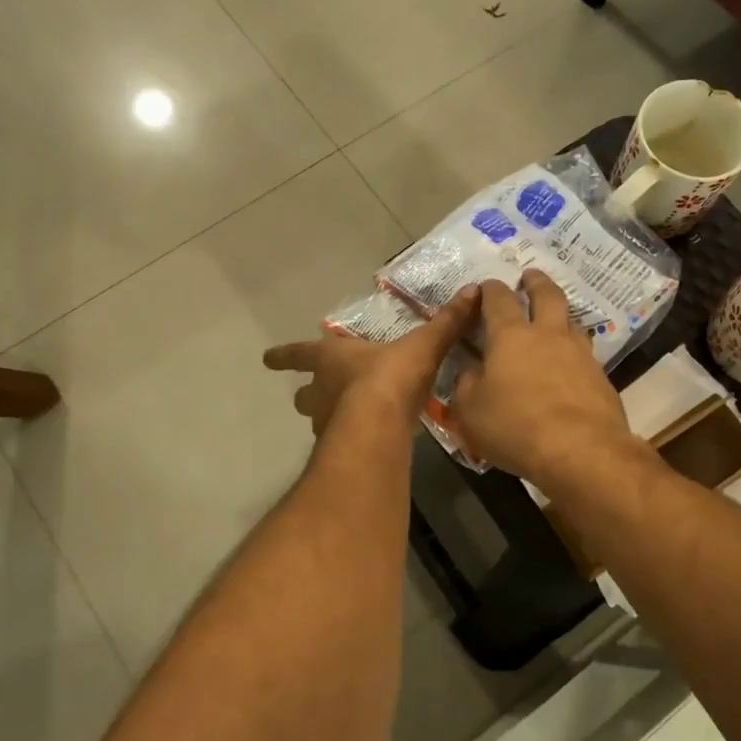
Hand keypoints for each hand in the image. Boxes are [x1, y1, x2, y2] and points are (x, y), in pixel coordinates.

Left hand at [263, 286, 480, 435]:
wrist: (377, 425)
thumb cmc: (390, 376)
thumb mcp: (422, 344)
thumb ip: (447, 322)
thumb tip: (474, 290)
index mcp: (332, 358)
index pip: (300, 353)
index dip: (285, 354)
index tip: (266, 358)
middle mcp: (322, 390)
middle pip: (304, 394)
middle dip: (306, 394)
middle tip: (309, 396)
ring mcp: (327, 423)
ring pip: (317, 419)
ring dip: (327, 417)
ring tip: (344, 422)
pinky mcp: (340, 450)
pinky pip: (340, 443)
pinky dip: (348, 440)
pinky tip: (365, 443)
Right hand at [451, 269, 633, 488]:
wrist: (581, 450)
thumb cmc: (515, 426)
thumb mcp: (471, 410)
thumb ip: (466, 384)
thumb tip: (470, 371)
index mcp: (510, 336)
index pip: (499, 299)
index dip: (491, 289)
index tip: (487, 286)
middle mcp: (548, 335)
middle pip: (547, 295)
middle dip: (536, 282)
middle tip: (530, 276)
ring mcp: (579, 354)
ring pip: (572, 321)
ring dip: (561, 314)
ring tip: (554, 319)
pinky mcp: (601, 378)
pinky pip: (585, 354)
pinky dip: (574, 351)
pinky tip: (569, 365)